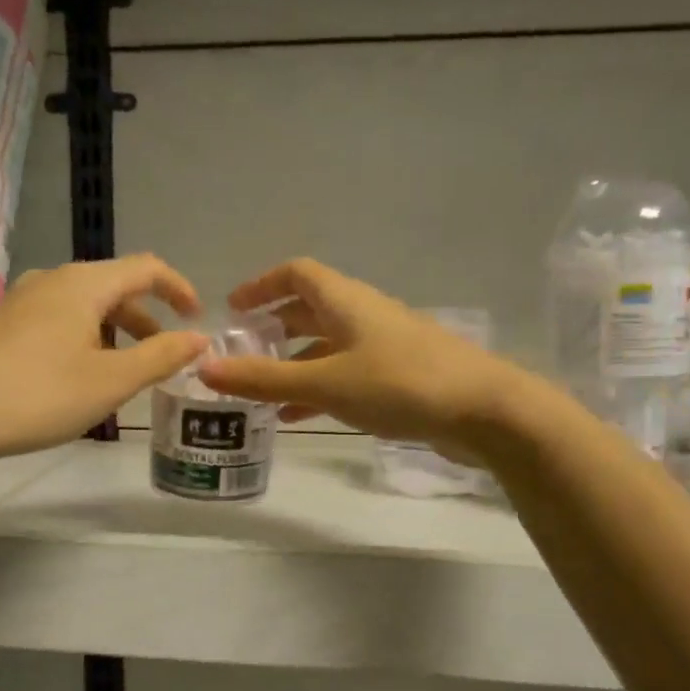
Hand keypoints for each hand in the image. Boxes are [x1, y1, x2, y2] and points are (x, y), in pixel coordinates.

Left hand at [0, 255, 207, 466]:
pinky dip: (85, 338)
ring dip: (115, 331)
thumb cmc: (39, 394)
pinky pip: (58, 320)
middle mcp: (53, 281)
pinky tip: (78, 375)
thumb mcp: (111, 381)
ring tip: (124, 371)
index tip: (197, 320)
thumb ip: (161, 356)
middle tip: (164, 355)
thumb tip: (200, 338)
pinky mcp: (2, 325)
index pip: (147, 268)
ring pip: (84, 306)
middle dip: (146, 318)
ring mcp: (22, 302)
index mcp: (84, 284)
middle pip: (114, 287)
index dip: (179, 289)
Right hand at [197, 259, 518, 457]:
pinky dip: (319, 387)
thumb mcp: (326, 382)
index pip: (297, 274)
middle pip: (311, 309)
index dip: (262, 284)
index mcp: (346, 301)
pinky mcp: (401, 375)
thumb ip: (264, 379)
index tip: (232, 308)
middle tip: (242, 351)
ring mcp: (386, 345)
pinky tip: (300, 416)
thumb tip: (204, 368)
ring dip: (294, 364)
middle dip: (274, 327)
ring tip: (261, 393)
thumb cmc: (400, 384)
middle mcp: (365, 315)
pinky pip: (347, 373)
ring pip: (328, 346)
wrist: (486, 411)